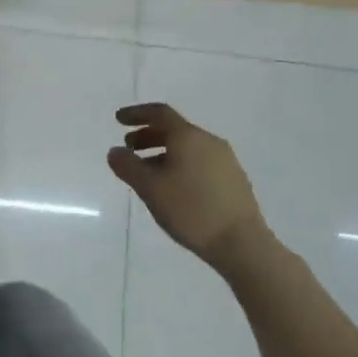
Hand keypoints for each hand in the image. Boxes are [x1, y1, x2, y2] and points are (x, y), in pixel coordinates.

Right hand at [108, 103, 273, 265]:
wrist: (241, 243)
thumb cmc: (190, 210)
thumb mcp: (150, 188)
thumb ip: (128, 166)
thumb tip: (115, 151)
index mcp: (188, 137)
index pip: (160, 113)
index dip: (137, 114)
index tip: (118, 120)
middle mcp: (209, 141)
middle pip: (174, 130)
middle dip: (148, 135)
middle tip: (129, 148)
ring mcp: (225, 160)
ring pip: (187, 147)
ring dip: (163, 152)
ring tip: (147, 172)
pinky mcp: (234, 179)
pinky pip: (199, 161)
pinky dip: (179, 164)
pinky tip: (173, 187)